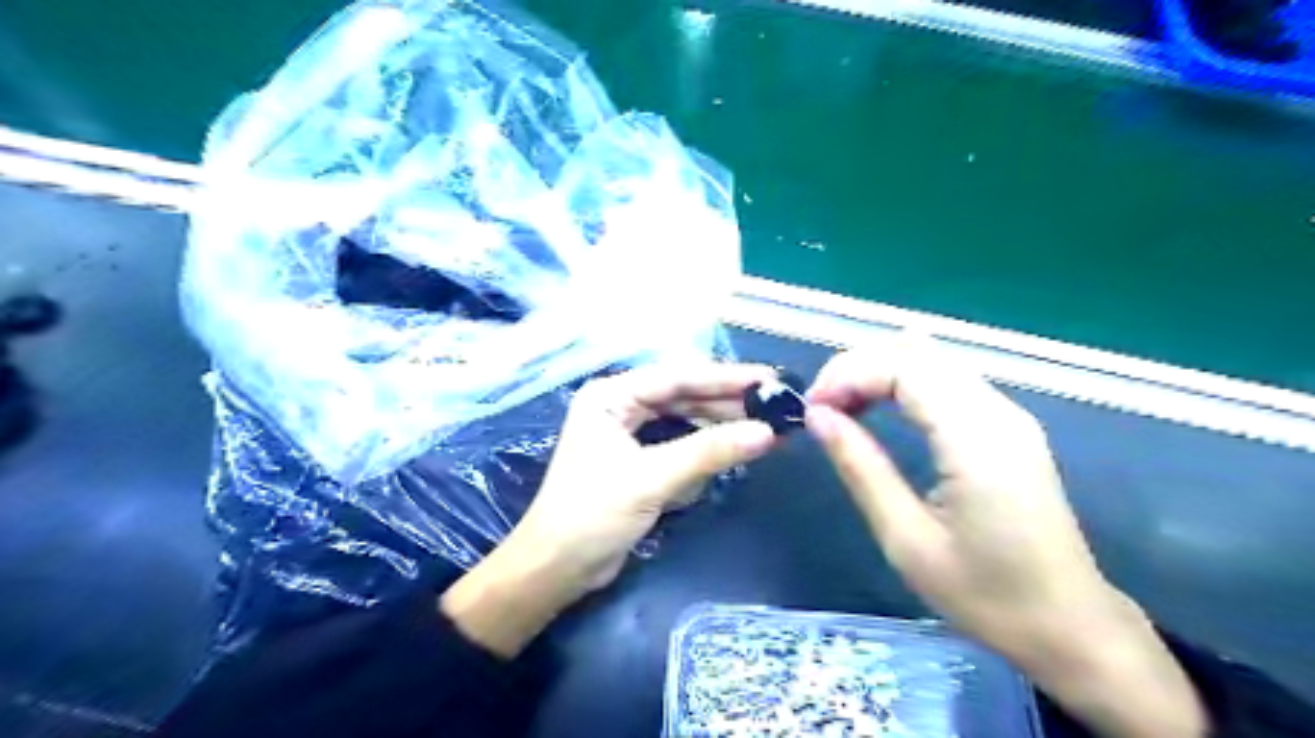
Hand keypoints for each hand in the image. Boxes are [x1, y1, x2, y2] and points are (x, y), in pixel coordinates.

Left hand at [448, 364, 772, 656]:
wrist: (556, 569)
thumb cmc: (592, 514)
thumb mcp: (652, 478)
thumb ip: (709, 452)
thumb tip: (767, 433)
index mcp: (611, 396)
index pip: (677, 377)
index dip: (725, 378)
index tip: (768, 380)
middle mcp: (620, 406)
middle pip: (683, 396)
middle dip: (727, 403)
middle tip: (776, 404)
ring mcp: (629, 433)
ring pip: (684, 420)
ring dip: (720, 426)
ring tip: (766, 426)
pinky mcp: (639, 460)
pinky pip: (680, 444)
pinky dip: (705, 448)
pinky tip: (735, 448)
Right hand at [808, 339, 1204, 737]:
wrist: (1070, 626)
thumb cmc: (986, 594)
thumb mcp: (906, 539)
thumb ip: (860, 468)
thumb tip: (817, 416)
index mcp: (976, 439)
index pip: (904, 367)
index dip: (848, 375)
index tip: (811, 409)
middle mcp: (997, 412)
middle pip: (916, 351)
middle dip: (857, 366)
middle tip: (820, 407)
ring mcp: (1008, 415)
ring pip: (931, 358)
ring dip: (878, 371)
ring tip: (841, 406)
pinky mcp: (1007, 425)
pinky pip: (946, 379)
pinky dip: (902, 381)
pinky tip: (879, 407)